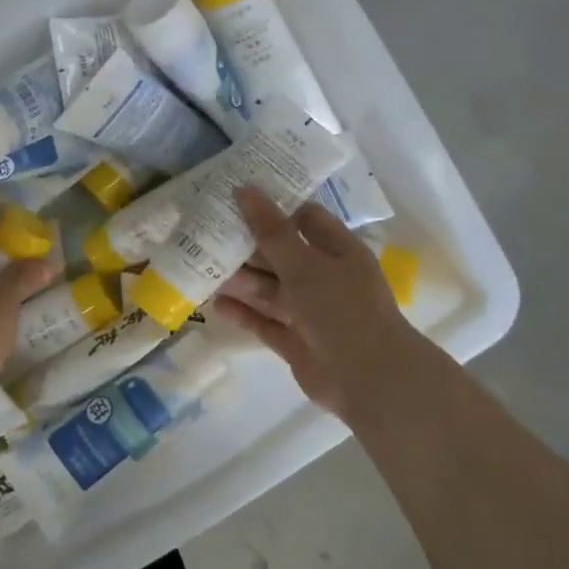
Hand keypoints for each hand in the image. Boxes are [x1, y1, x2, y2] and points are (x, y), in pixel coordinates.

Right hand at [214, 187, 427, 424]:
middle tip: (207, 230)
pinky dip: (243, 313)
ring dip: (240, 279)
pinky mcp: (294, 341)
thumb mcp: (304, 264)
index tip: (238, 197)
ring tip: (202, 265)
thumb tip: (246, 190)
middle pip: (281, 254)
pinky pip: (264, 321)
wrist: (367, 378)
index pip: (305, 219)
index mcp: (338, 251)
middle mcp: (324, 278)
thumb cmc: (341, 309)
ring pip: (269, 289)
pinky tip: (215, 304)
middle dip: (248, 244)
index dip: (275, 207)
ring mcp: (309, 312)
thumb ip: (272, 230)